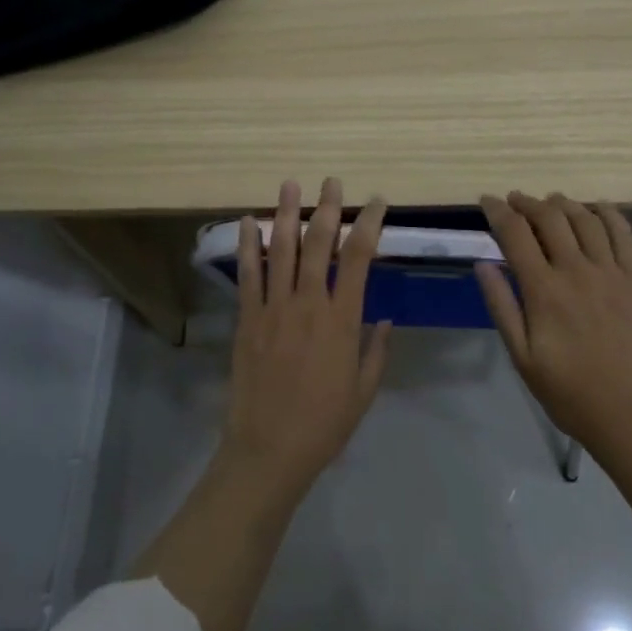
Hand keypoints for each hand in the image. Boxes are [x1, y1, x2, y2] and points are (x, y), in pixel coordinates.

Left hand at [224, 178, 392, 491]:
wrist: (270, 449)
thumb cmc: (325, 423)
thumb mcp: (364, 389)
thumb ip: (375, 349)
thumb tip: (384, 318)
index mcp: (343, 320)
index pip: (359, 258)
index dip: (369, 224)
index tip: (376, 202)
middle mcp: (309, 304)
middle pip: (319, 244)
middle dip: (328, 208)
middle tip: (332, 181)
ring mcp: (273, 309)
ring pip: (281, 251)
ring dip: (286, 214)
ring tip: (290, 184)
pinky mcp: (247, 320)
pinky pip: (247, 276)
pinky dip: (248, 246)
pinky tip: (248, 222)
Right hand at [475, 193, 631, 452]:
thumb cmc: (569, 392)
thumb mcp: (522, 357)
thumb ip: (501, 306)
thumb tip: (483, 264)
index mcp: (544, 290)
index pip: (515, 234)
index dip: (497, 211)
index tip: (486, 201)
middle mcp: (578, 271)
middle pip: (550, 218)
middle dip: (527, 203)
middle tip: (514, 201)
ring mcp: (612, 272)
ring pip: (586, 219)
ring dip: (564, 203)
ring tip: (549, 201)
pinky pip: (624, 234)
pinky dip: (608, 213)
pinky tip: (597, 208)